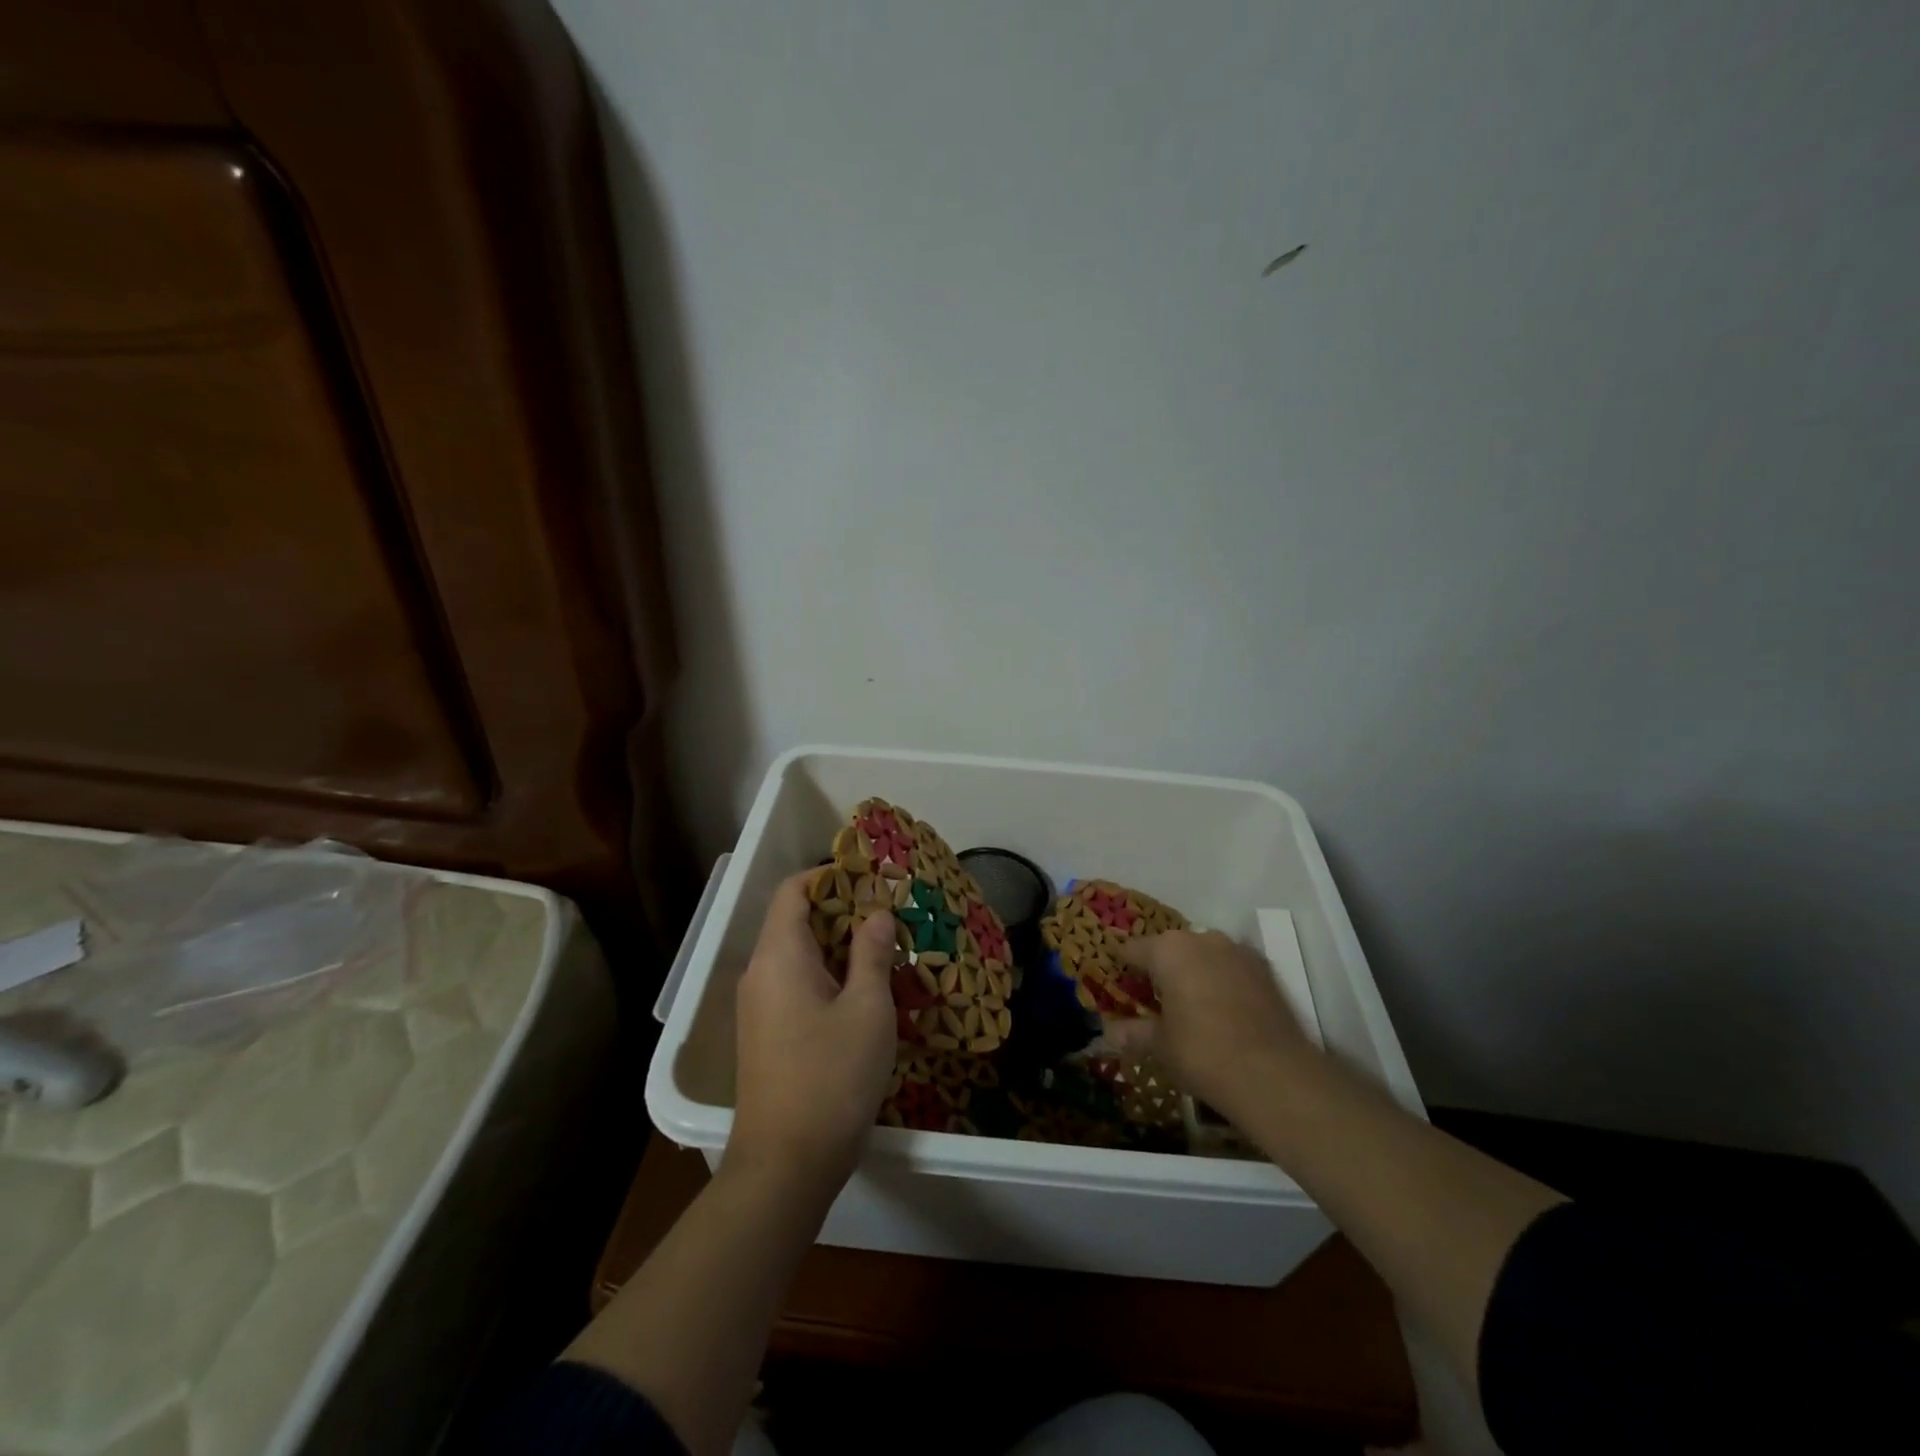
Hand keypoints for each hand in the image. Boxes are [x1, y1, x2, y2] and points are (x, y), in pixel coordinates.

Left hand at [727, 872, 897, 1193]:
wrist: (786, 1165)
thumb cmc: (832, 1076)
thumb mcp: (867, 1008)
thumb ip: (872, 953)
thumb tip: (877, 914)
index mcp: (779, 956)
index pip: (793, 891)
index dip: (828, 877)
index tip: (870, 880)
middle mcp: (760, 973)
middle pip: (795, 921)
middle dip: (842, 913)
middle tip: (890, 918)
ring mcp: (758, 1006)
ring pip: (798, 956)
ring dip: (839, 947)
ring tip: (885, 953)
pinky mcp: (766, 1034)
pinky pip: (795, 985)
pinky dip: (827, 976)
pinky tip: (864, 994)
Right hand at [1116, 929, 1317, 1125]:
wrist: (1275, 1075)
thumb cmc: (1202, 1053)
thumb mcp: (1160, 1046)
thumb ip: (1133, 1033)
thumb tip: (1108, 1034)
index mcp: (1168, 949)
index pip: (1132, 950)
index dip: (1123, 970)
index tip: (1121, 990)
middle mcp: (1202, 939)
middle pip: (1170, 949)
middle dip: (1162, 971)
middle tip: (1156, 1004)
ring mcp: (1238, 951)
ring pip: (1204, 956)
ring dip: (1195, 974)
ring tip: (1193, 1010)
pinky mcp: (1266, 969)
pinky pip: (1232, 969)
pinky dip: (1223, 983)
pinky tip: (1225, 1014)